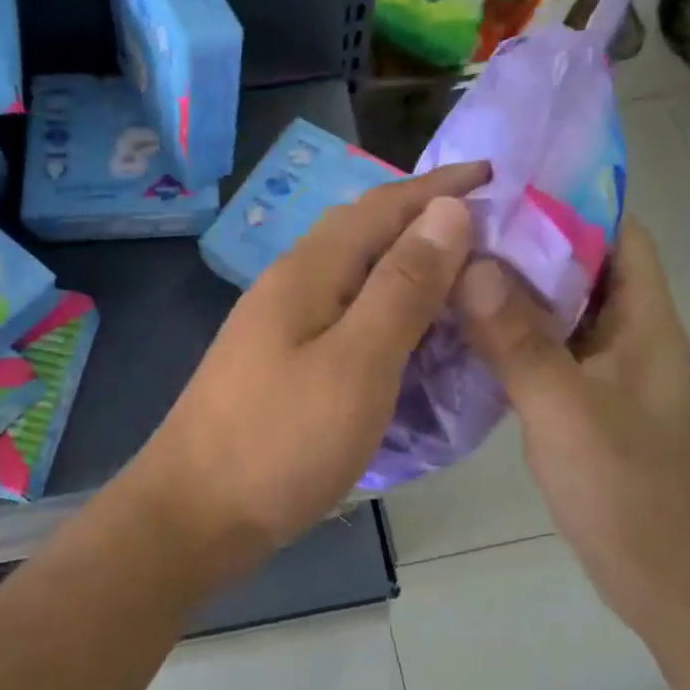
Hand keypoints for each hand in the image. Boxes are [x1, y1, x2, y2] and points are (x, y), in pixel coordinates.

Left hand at [126, 161, 486, 571]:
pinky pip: (344, 320)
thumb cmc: (280, 442)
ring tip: (461, 282)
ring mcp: (279, 329)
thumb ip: (403, 287)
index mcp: (308, 272)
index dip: (439, 187)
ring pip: (353, 279)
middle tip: (489, 234)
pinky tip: (409, 338)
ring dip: (406, 270)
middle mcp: (289, 287)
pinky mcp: (280, 367)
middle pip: (363, 235)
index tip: (495, 174)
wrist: (194, 515)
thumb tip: (447, 211)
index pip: (382, 206)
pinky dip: (386, 316)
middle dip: (425, 223)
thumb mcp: (357, 363)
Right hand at [457, 221, 689, 617]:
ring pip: (553, 313)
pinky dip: (504, 338)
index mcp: (643, 321)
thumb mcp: (568, 412)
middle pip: (577, 267)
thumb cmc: (633, 493)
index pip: (616, 232)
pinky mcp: (583, 407)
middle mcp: (627, 336)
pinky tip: (456, 337)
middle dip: (521, 242)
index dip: (566, 200)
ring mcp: (604, 374)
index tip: (500, 184)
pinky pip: (541, 354)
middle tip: (451, 226)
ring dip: (508, 291)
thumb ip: (520, 340)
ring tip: (443, 268)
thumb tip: (470, 264)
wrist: (675, 584)